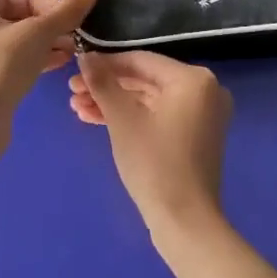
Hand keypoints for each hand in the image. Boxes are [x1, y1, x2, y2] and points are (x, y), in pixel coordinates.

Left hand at [0, 0, 99, 113]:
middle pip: (11, 22)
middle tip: (74, 40)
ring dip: (39, 47)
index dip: (50, 8)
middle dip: (47, 30)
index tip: (75, 20)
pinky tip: (52, 67)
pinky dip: (24, 63)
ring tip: (69, 55)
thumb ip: (66, 11)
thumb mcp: (38, 33)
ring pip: (7, 45)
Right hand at [71, 51, 231, 234]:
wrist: (185, 221)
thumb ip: (102, 82)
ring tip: (77, 109)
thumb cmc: (154, 163)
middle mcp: (204, 90)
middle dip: (106, 87)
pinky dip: (131, 117)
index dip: (105, 64)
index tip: (75, 70)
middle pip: (144, 80)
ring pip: (149, 100)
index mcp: (193, 79)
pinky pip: (158, 116)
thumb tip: (85, 56)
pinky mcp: (194, 136)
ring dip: (113, 103)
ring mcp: (201, 114)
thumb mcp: (122, 119)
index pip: (140, 61)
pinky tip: (96, 120)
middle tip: (72, 93)